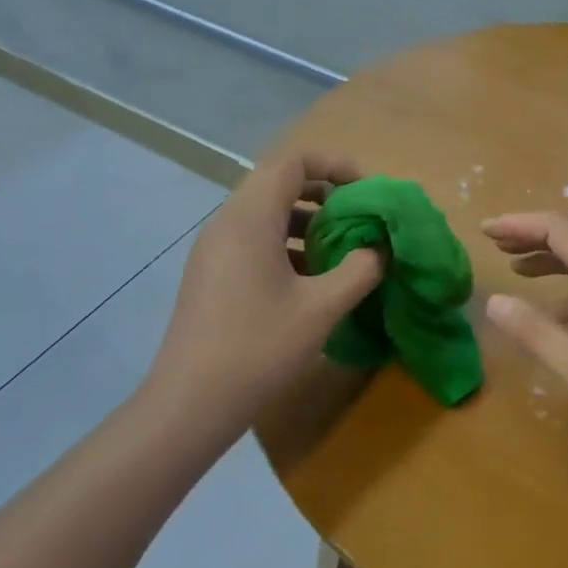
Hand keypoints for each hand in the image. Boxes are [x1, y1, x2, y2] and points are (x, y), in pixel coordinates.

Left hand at [147, 150, 382, 439]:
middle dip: (324, 193)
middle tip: (358, 218)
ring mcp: (214, 250)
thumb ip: (360, 270)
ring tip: (340, 250)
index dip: (334, 165)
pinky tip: (311, 280)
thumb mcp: (322, 308)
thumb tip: (379, 250)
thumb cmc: (258, 349)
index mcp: (250, 219)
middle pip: (278, 182)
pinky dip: (287, 244)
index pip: (292, 161)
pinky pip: (254, 240)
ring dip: (307, 221)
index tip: (365, 191)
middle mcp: (226, 224)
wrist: (189, 407)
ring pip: (266, 213)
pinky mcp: (211, 275)